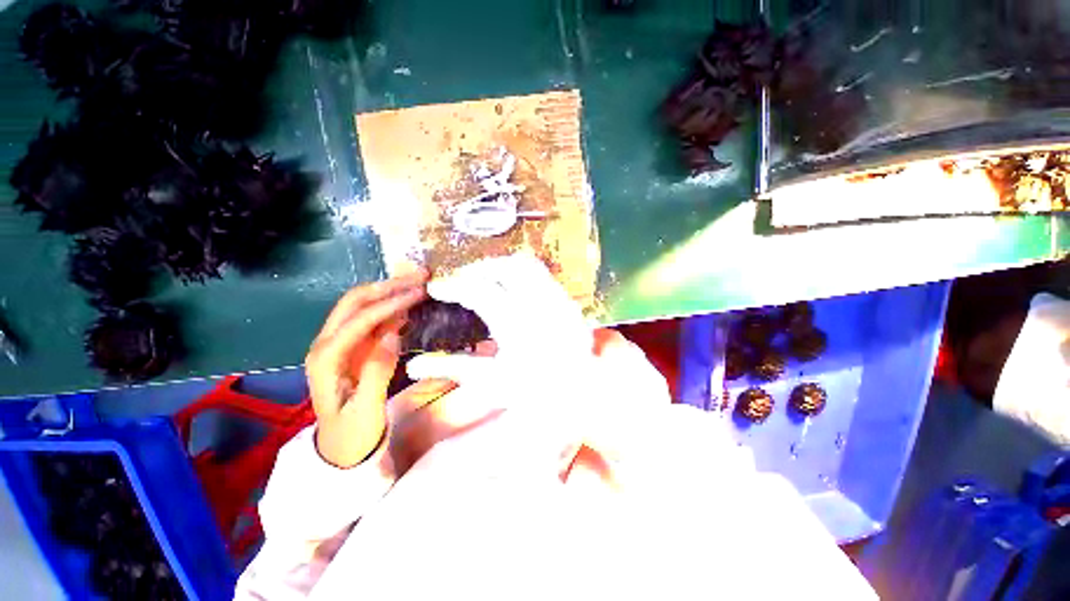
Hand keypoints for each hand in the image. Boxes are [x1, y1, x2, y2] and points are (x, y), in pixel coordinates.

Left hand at [306, 270, 428, 467]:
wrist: (340, 448)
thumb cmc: (351, 433)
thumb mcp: (364, 410)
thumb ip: (376, 371)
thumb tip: (393, 333)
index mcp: (326, 358)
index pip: (359, 320)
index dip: (390, 304)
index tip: (419, 293)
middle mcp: (328, 343)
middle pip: (355, 302)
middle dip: (388, 286)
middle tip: (420, 277)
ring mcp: (341, 342)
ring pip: (363, 304)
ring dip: (391, 290)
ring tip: (419, 281)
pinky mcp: (354, 346)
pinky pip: (373, 318)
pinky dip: (393, 305)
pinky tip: (411, 302)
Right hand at [406, 254, 669, 467]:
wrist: (585, 395)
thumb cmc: (538, 394)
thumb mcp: (493, 383)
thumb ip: (455, 369)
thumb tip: (414, 366)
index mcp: (517, 326)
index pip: (479, 291)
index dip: (454, 285)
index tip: (438, 288)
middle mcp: (540, 305)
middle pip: (505, 267)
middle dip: (478, 268)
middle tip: (462, 279)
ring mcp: (558, 299)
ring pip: (526, 265)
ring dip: (500, 267)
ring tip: (484, 278)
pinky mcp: (568, 300)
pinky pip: (542, 275)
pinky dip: (520, 275)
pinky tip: (512, 288)